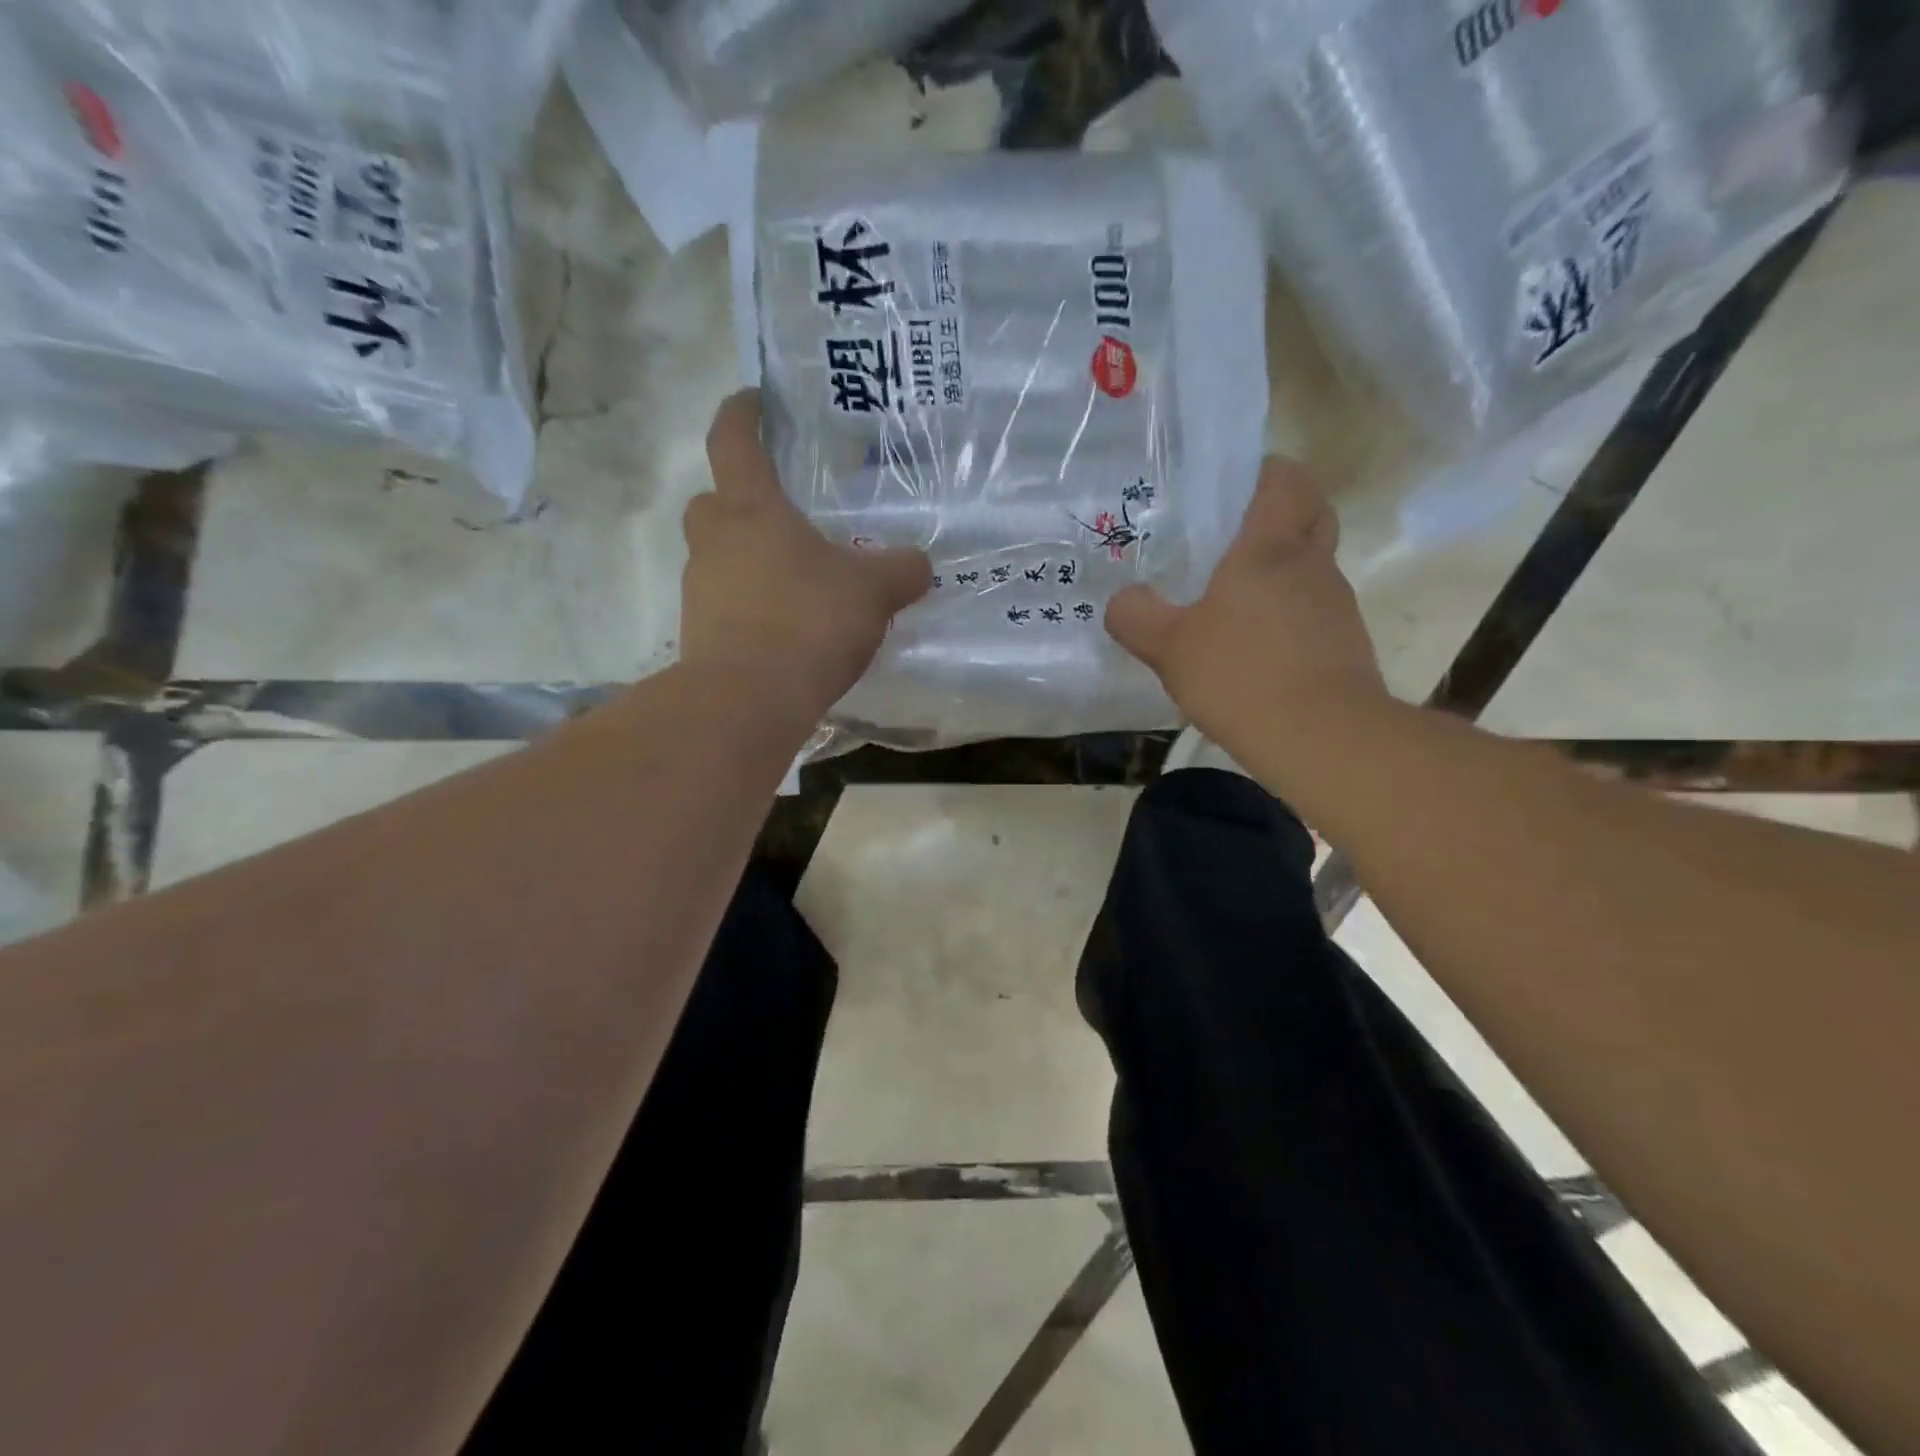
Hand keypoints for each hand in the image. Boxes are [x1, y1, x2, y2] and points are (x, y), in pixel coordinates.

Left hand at [683, 391, 931, 717]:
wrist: (748, 701)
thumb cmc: (808, 623)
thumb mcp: (873, 592)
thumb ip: (901, 570)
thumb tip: (918, 564)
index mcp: (751, 509)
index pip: (733, 440)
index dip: (742, 413)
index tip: (754, 400)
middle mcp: (715, 540)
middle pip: (715, 501)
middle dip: (741, 499)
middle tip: (782, 513)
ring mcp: (700, 589)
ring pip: (718, 556)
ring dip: (748, 558)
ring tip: (796, 580)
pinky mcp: (699, 633)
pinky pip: (725, 602)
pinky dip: (749, 605)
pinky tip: (786, 628)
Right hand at [1106, 457, 1386, 765]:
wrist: (1322, 738)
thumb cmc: (1240, 675)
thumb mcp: (1168, 647)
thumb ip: (1136, 617)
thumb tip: (1123, 600)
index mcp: (1270, 548)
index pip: (1285, 479)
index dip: (1263, 473)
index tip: (1230, 490)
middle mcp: (1312, 565)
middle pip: (1311, 514)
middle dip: (1279, 516)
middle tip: (1234, 539)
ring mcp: (1336, 606)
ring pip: (1312, 568)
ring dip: (1281, 574)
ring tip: (1233, 605)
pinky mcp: (1345, 645)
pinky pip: (1314, 613)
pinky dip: (1288, 619)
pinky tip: (1255, 652)